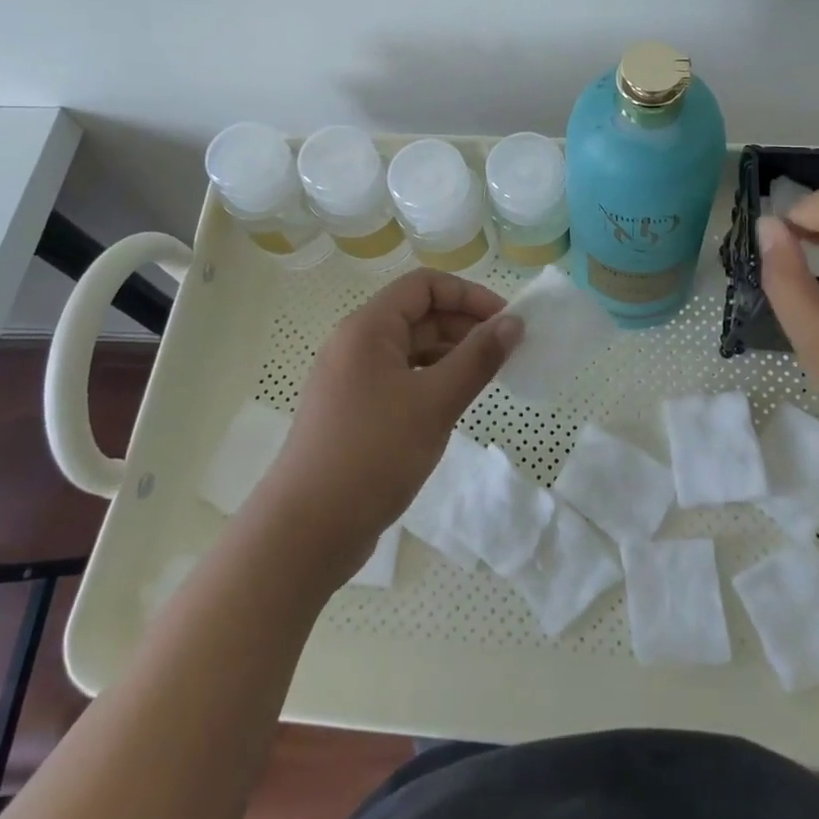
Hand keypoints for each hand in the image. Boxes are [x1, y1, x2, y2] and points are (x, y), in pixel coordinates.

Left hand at [250, 269, 522, 584]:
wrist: (305, 532)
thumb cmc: (372, 455)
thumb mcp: (434, 403)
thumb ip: (477, 359)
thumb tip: (513, 323)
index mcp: (368, 328)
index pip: (424, 285)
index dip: (469, 295)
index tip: (506, 321)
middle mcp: (355, 344)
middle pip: (417, 314)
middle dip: (464, 326)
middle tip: (505, 352)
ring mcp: (350, 379)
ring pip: (409, 349)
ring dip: (450, 354)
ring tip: (486, 378)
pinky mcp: (352, 410)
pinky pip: (399, 378)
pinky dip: (430, 380)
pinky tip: (452, 403)